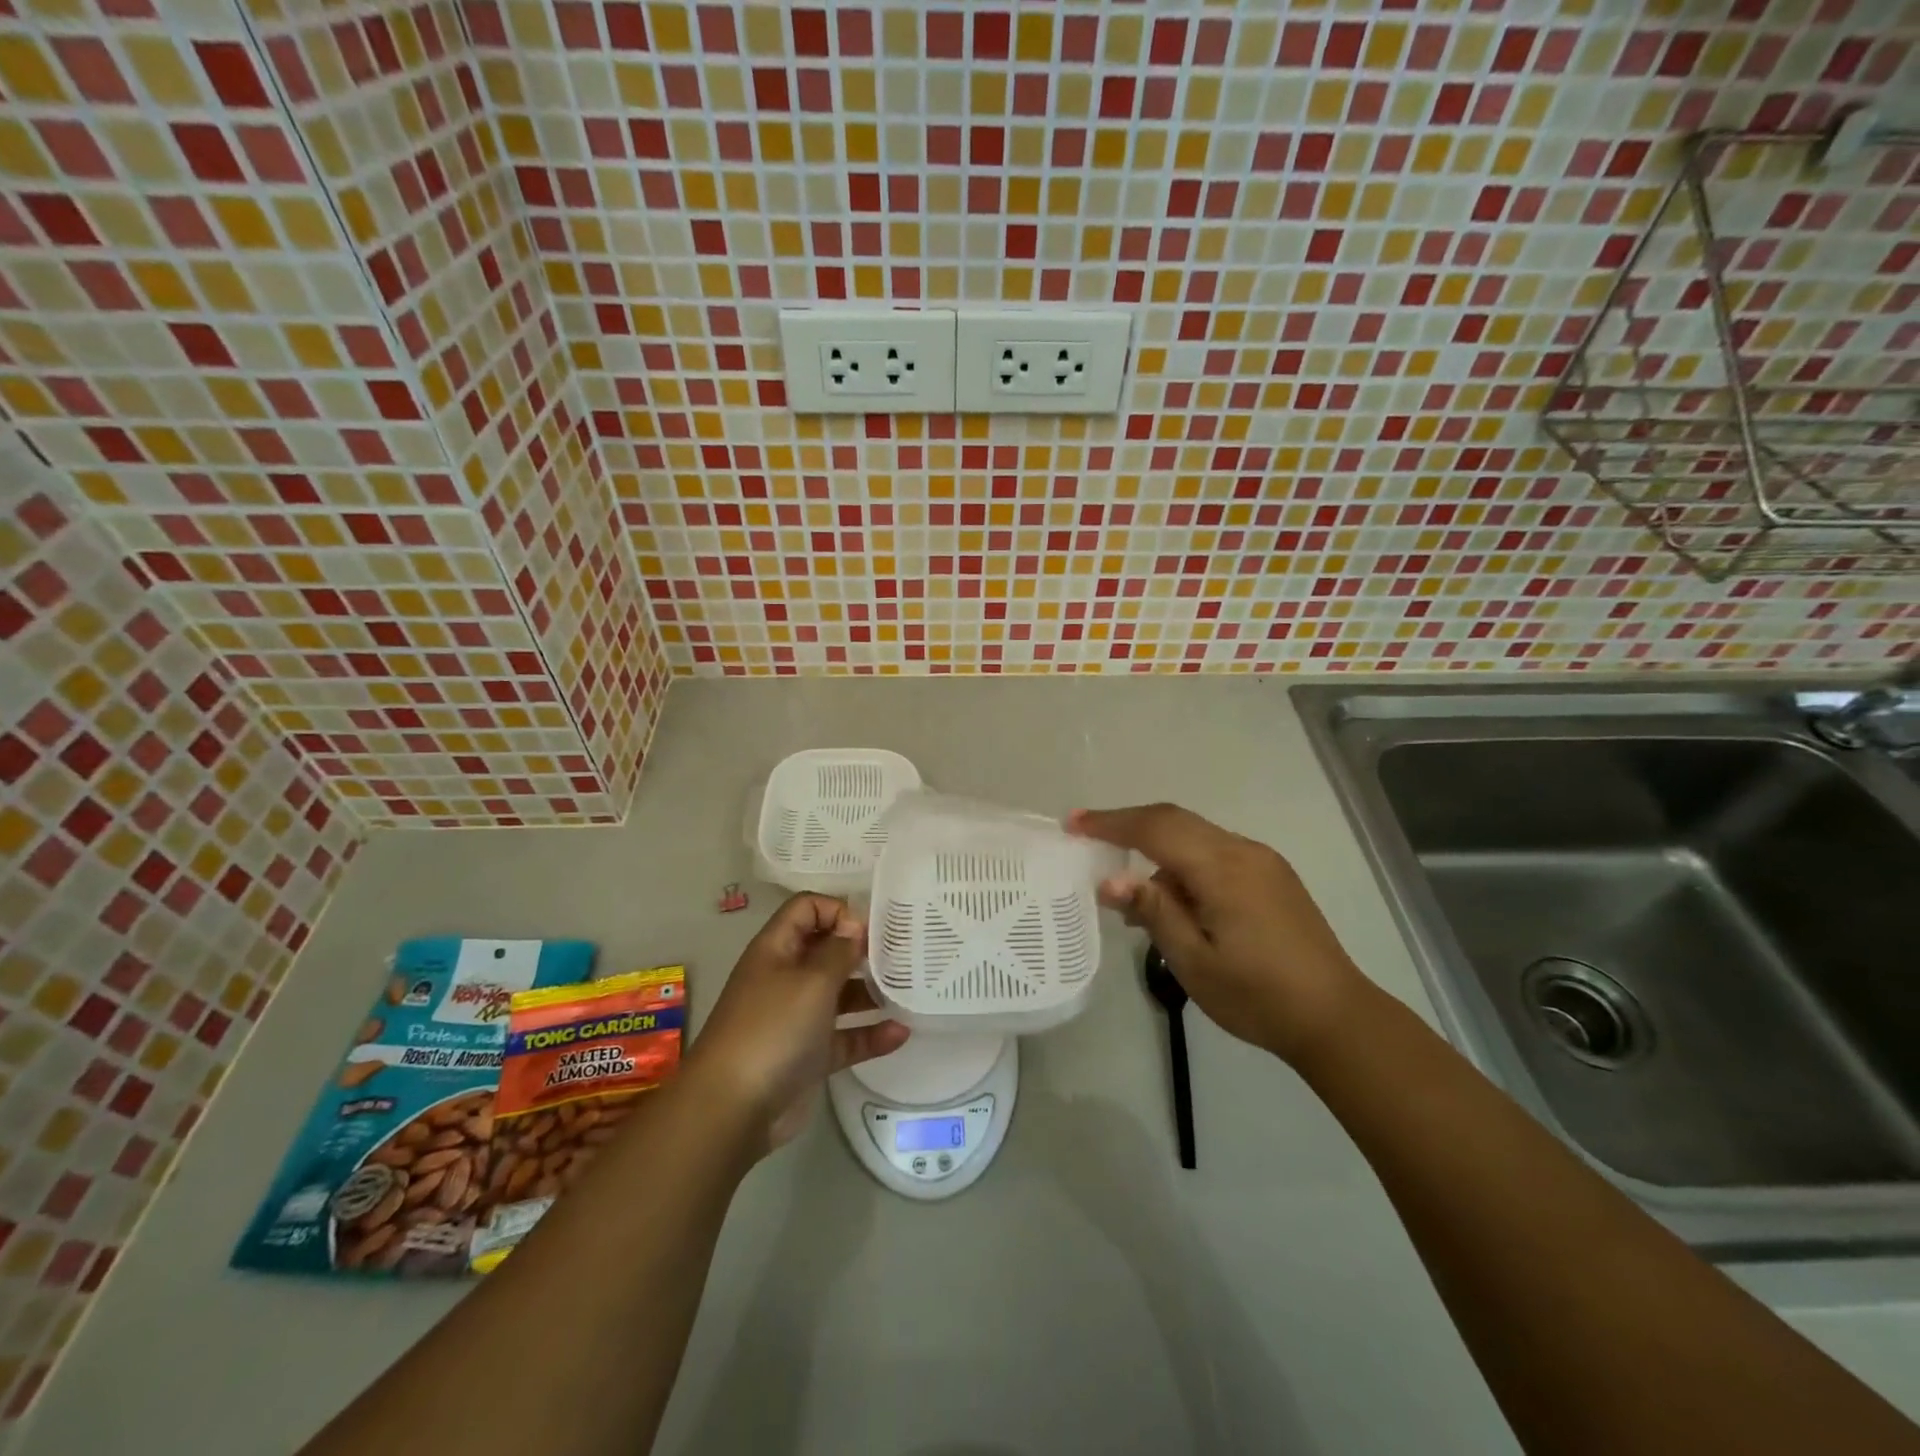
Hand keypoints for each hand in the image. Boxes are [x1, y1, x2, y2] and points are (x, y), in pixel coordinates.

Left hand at [687, 893, 909, 1154]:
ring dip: (870, 992)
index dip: (837, 910)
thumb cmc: (773, 1028)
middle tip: (903, 954)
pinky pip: (845, 1037)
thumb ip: (839, 950)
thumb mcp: (811, 980)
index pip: (807, 908)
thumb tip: (854, 926)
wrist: (733, 1109)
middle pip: (826, 950)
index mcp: (777, 949)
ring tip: (908, 991)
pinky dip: (870, 1035)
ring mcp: (797, 1017)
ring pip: (839, 994)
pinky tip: (901, 1033)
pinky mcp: (809, 1056)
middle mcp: (786, 977)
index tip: (871, 929)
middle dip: (862, 949)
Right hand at [1069, 804, 1365, 1066]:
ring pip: (1196, 837)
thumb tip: (1110, 880)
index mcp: (1222, 869)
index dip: (1111, 823)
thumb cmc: (1258, 996)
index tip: (1073, 824)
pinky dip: (1184, 863)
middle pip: (1175, 820)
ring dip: (1158, 850)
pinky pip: (1216, 853)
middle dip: (1128, 825)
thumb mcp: (1194, 962)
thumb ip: (1154, 912)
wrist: (1336, 1017)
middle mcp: (1243, 851)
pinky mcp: (1272, 875)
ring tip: (1134, 896)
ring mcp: (1262, 861)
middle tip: (1088, 838)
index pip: (1155, 828)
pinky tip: (1176, 901)